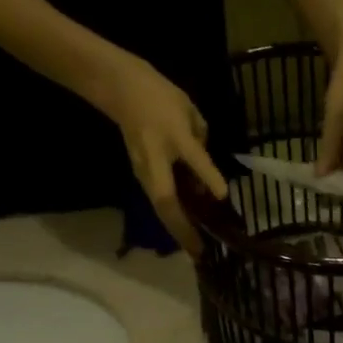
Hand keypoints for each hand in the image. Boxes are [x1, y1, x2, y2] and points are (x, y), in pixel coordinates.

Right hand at [99, 53, 227, 255]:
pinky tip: (188, 229)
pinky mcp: (143, 176)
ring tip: (194, 249)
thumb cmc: (159, 98)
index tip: (222, 197)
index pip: (193, 158)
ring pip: (162, 208)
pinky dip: (173, 218)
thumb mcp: (188, 112)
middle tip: (200, 253)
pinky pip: (160, 201)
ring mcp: (145, 172)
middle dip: (183, 230)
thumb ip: (201, 144)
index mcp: (171, 138)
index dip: (208, 176)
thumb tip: (208, 177)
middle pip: (166, 203)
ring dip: (178, 229)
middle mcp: (155, 161)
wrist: (121, 89)